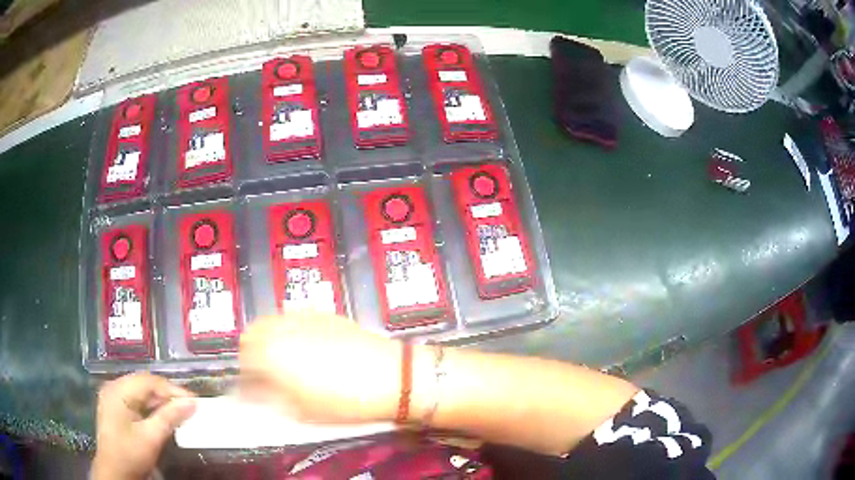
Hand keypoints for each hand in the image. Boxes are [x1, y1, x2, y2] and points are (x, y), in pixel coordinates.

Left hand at [92, 373, 195, 479]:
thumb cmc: (130, 454)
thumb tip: (192, 403)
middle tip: (189, 407)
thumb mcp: (151, 438)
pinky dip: (151, 408)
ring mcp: (113, 397)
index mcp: (118, 390)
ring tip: (179, 412)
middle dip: (167, 395)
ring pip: (141, 392)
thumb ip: (170, 417)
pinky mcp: (115, 408)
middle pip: (144, 384)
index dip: (173, 389)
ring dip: (160, 402)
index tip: (195, 401)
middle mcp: (114, 387)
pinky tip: (162, 417)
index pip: (149, 381)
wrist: (114, 472)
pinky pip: (136, 401)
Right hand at [239, 312, 401, 422]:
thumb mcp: (303, 411)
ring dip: (266, 340)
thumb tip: (254, 396)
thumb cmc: (347, 401)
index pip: (242, 364)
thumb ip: (270, 400)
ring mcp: (303, 318)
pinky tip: (302, 346)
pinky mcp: (321, 314)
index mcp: (271, 355)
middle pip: (250, 336)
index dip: (244, 381)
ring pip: (269, 323)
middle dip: (251, 356)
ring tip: (280, 361)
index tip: (249, 393)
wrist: (392, 377)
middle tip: (262, 376)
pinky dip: (287, 331)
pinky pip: (292, 318)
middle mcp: (281, 329)